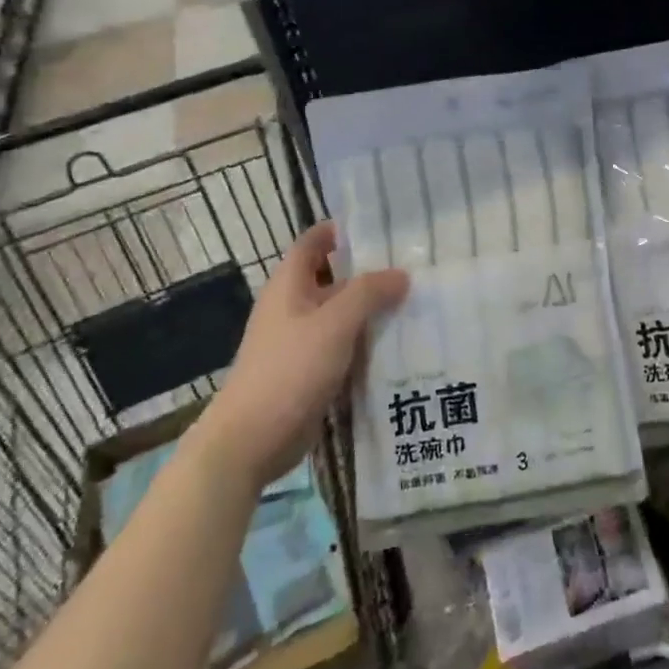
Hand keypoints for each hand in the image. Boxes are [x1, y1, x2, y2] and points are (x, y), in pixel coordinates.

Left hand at [200, 221, 407, 486]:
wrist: (251, 441)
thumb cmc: (289, 370)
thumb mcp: (334, 324)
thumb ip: (369, 293)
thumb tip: (402, 274)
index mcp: (289, 285)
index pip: (314, 242)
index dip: (342, 229)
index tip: (382, 227)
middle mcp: (294, 307)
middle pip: (334, 278)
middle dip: (369, 272)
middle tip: (414, 266)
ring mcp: (301, 341)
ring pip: (342, 315)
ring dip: (372, 310)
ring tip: (417, 302)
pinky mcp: (310, 372)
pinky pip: (343, 346)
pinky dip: (367, 343)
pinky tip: (400, 345)